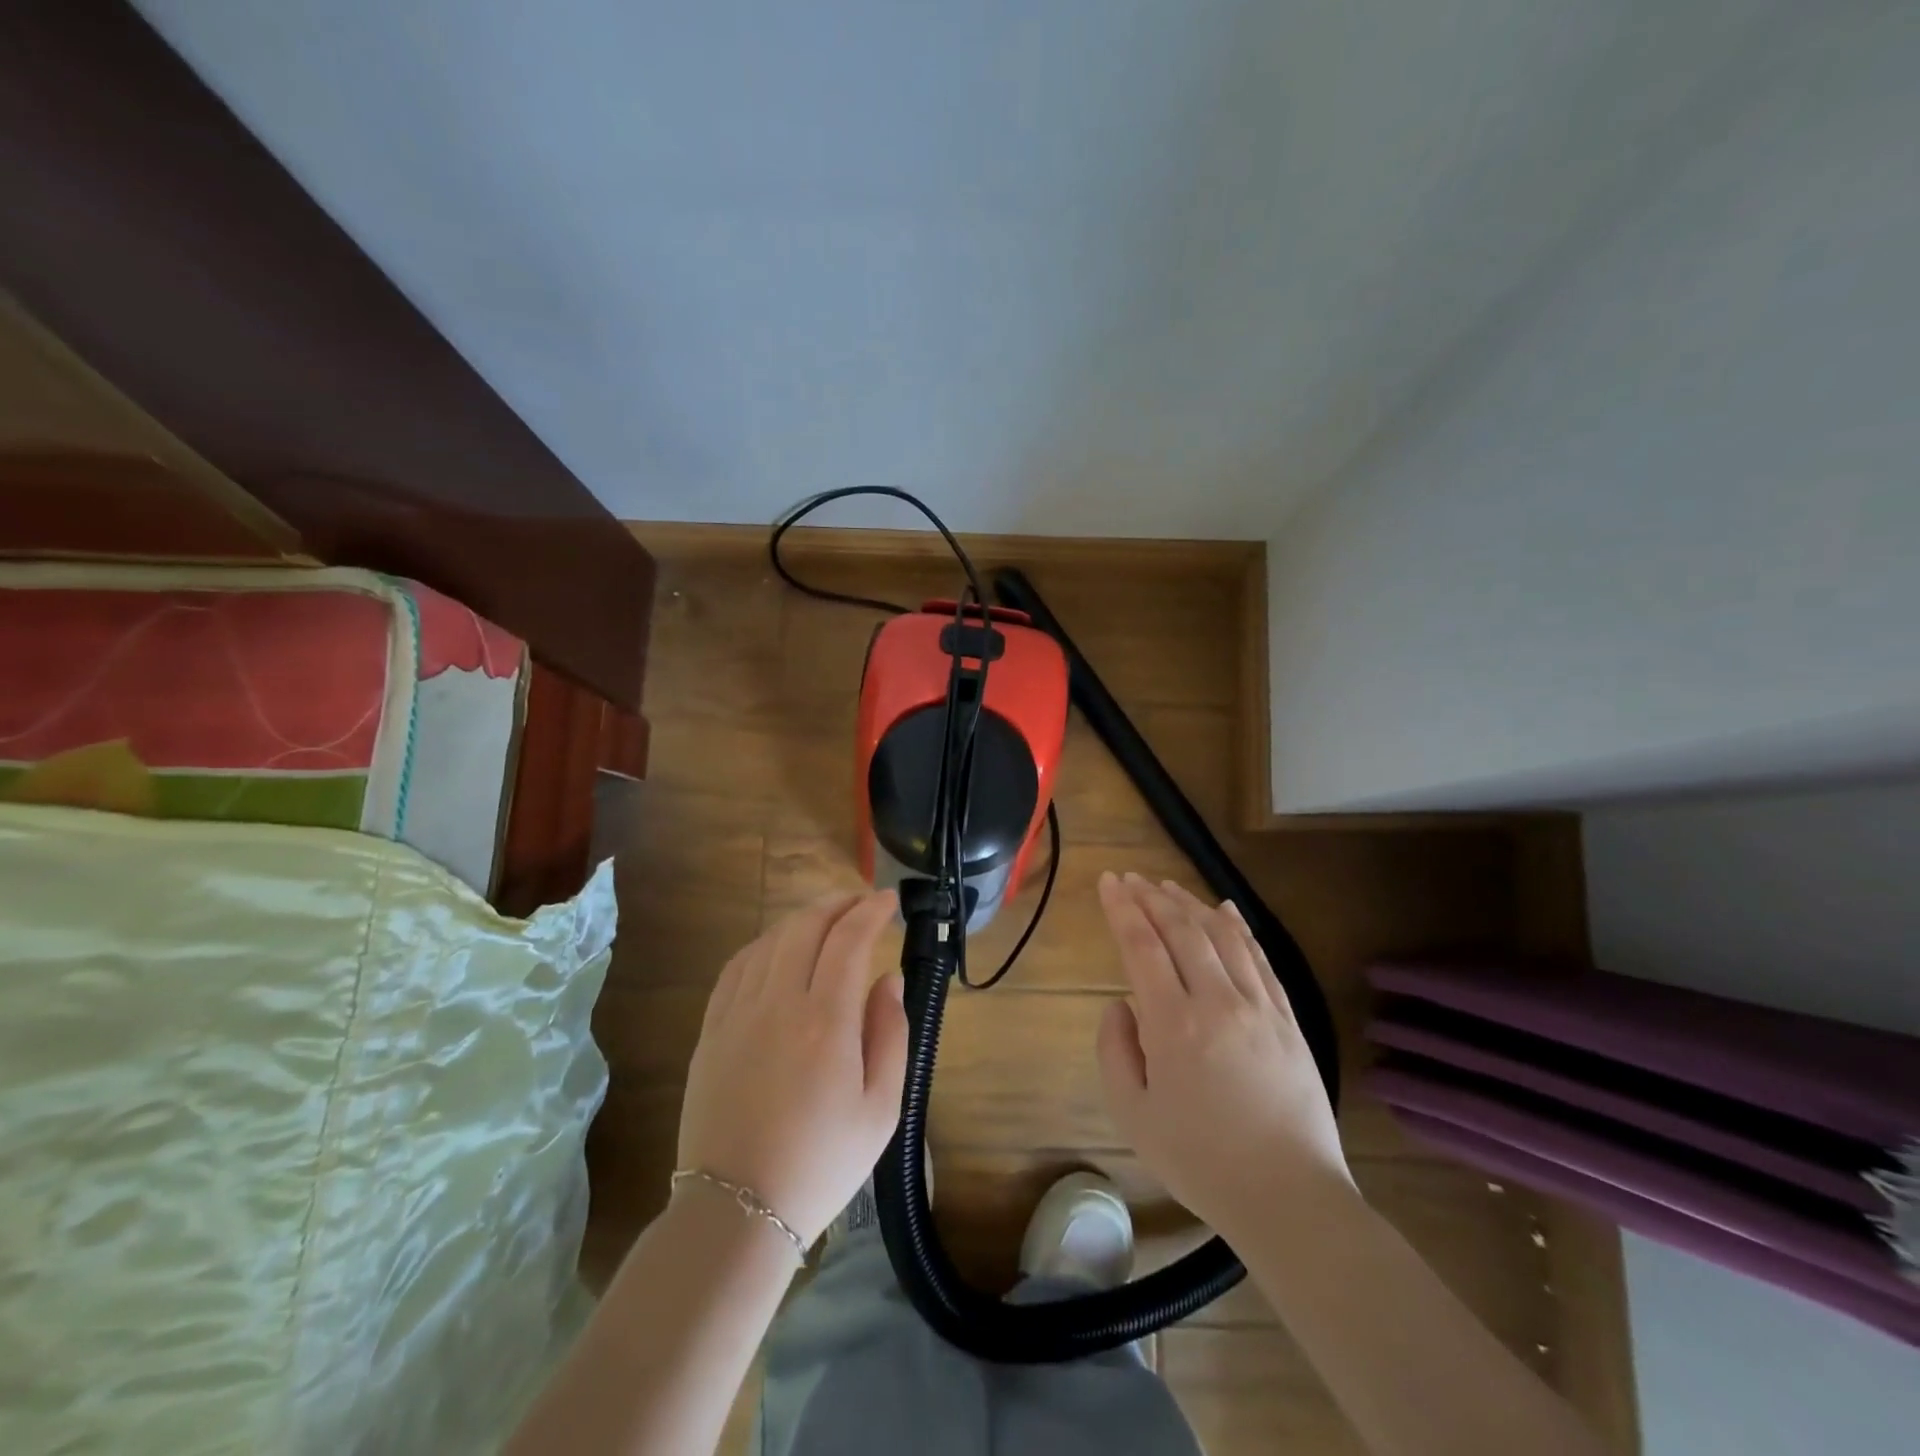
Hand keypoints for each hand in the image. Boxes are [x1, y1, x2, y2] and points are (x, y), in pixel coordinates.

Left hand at [677, 891, 907, 1245]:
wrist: (738, 1210)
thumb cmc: (822, 1163)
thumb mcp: (881, 1109)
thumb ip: (891, 1034)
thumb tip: (888, 979)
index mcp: (826, 1022)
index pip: (849, 940)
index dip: (870, 911)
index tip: (888, 901)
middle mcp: (778, 1004)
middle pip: (806, 927)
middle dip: (837, 903)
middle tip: (860, 902)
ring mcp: (737, 1014)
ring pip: (770, 940)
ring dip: (802, 919)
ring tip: (826, 919)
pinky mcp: (711, 1030)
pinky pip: (736, 967)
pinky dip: (763, 944)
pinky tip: (777, 948)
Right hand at [1094, 873, 1349, 1237]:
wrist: (1288, 1197)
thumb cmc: (1201, 1161)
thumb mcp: (1133, 1115)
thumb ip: (1115, 1051)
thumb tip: (1122, 1005)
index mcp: (1174, 1025)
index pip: (1142, 946)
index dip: (1122, 909)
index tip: (1108, 882)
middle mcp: (1217, 1001)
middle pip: (1182, 930)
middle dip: (1151, 897)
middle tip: (1130, 879)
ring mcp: (1259, 1006)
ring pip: (1222, 936)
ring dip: (1191, 904)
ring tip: (1167, 886)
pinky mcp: (1288, 1019)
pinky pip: (1259, 959)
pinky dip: (1239, 928)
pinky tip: (1226, 911)